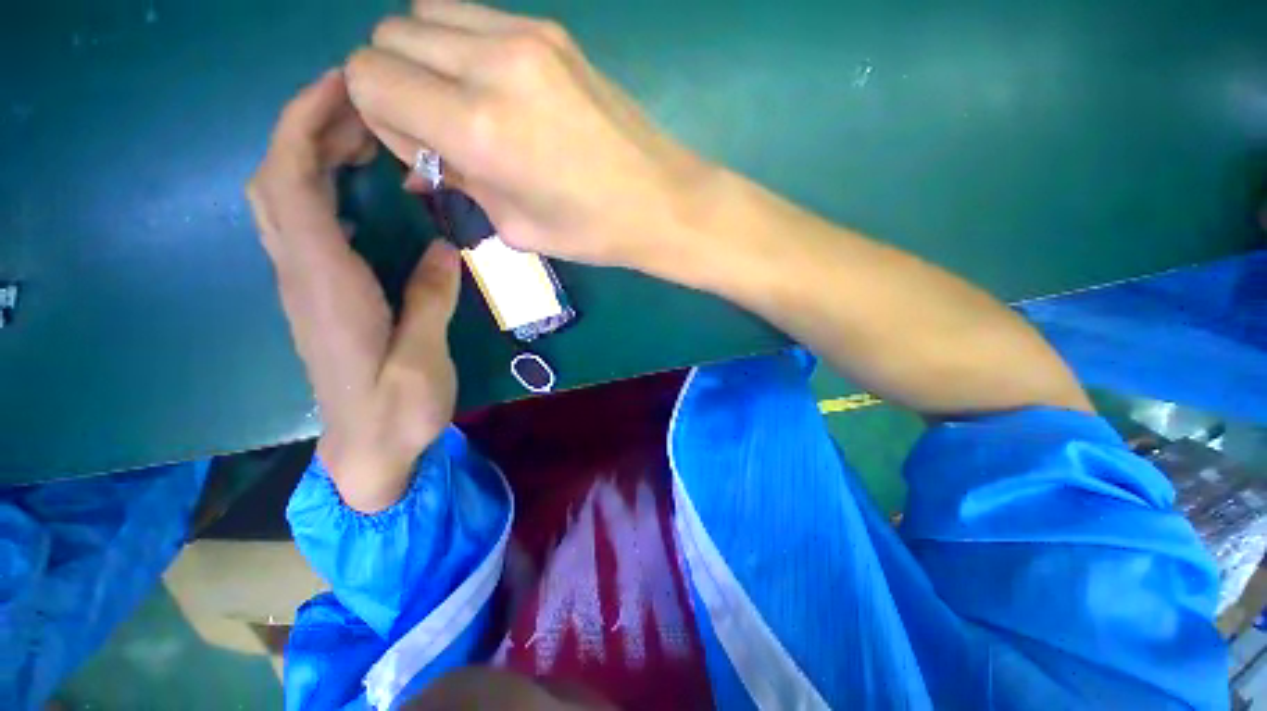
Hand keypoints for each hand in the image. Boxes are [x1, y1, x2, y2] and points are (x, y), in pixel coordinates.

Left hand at [248, 70, 462, 512]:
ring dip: (309, 152)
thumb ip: (428, 299)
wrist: (367, 450)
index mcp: (327, 287)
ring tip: (362, 133)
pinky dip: (317, 185)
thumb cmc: (398, 412)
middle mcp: (302, 276)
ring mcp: (304, 285)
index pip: (292, 186)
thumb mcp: (423, 359)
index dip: (306, 126)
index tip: (342, 85)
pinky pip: (300, 222)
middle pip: (274, 181)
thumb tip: (440, 247)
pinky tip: (355, 184)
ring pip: (280, 198)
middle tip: (362, 104)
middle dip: (305, 126)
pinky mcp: (317, 294)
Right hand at [343, 1, 718, 274]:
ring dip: (427, 58)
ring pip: (426, 14)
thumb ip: (457, 182)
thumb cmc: (592, 230)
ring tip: (468, 106)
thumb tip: (421, 160)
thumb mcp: (514, 226)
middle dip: (396, 83)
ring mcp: (526, 35)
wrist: (661, 200)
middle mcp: (491, 63)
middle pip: (389, 36)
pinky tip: (499, 88)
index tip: (420, 150)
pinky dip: (463, 45)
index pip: (367, 77)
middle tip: (441, 130)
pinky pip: (474, 15)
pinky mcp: (553, 31)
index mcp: (477, 125)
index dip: (379, 116)